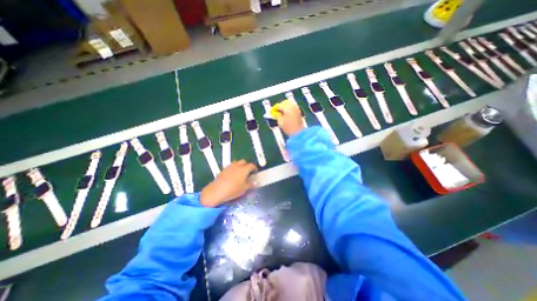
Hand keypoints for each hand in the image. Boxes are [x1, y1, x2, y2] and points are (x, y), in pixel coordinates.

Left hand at [199, 160, 257, 206]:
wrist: (217, 190)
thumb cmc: (233, 190)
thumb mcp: (244, 189)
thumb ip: (251, 184)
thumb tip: (256, 182)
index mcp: (244, 169)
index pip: (252, 165)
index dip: (254, 168)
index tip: (255, 172)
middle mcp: (237, 166)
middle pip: (244, 161)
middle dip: (247, 165)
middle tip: (248, 172)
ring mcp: (229, 167)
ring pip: (236, 162)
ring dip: (239, 165)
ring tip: (240, 172)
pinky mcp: (223, 169)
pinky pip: (230, 166)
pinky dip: (233, 168)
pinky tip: (232, 175)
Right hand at [275, 99, 303, 135]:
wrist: (298, 132)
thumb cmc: (289, 127)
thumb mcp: (280, 121)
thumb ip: (276, 115)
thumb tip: (273, 112)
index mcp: (287, 107)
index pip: (278, 105)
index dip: (273, 109)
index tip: (271, 113)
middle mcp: (292, 106)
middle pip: (284, 103)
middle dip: (279, 107)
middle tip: (275, 113)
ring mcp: (296, 109)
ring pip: (288, 105)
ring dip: (283, 108)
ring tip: (280, 114)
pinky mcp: (298, 112)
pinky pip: (292, 108)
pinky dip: (288, 110)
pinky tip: (285, 115)